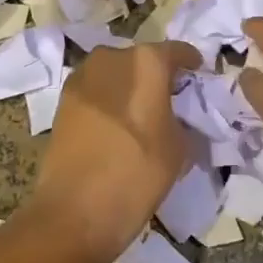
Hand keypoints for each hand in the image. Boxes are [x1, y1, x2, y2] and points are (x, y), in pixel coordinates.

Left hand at [25, 40, 201, 262]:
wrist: (74, 210)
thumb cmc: (137, 173)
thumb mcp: (180, 149)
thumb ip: (184, 122)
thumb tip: (181, 119)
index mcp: (147, 61)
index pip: (177, 52)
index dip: (191, 63)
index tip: (199, 74)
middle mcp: (112, 57)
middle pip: (143, 59)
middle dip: (157, 74)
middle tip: (171, 98)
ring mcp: (82, 77)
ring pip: (116, 73)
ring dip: (129, 86)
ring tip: (142, 113)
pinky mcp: (63, 100)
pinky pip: (96, 91)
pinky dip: (109, 100)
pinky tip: (117, 125)